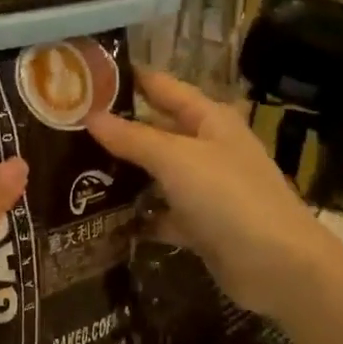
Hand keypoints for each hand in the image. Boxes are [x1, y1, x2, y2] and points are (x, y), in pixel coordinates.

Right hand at [88, 71, 331, 319]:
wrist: (277, 266)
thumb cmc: (229, 198)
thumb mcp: (177, 160)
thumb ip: (133, 138)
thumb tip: (91, 116)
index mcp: (209, 120)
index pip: (163, 87)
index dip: (128, 79)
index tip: (84, 77)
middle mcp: (207, 149)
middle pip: (156, 132)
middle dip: (116, 131)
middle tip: (65, 129)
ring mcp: (204, 190)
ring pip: (156, 175)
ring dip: (123, 176)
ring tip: (72, 172)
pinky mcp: (200, 226)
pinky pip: (161, 215)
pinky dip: (137, 218)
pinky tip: (101, 220)